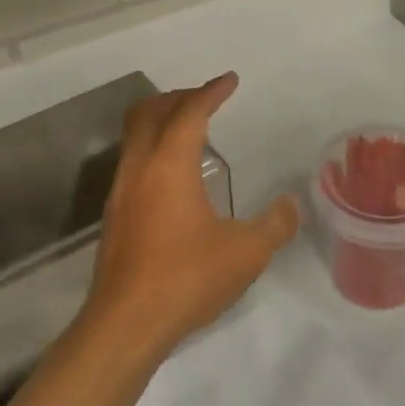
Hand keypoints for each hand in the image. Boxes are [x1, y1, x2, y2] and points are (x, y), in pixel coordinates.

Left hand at [83, 73, 298, 359]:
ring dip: (161, 122)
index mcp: (170, 165)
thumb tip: (290, 206)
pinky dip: (153, 149)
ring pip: (135, 136)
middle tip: (206, 99)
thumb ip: (275, 225)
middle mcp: (139, 168)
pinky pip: (132, 162)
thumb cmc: (187, 278)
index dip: (211, 91)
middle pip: (149, 112)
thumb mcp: (246, 253)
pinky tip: (174, 177)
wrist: (125, 325)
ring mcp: (120, 192)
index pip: (190, 112)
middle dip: (178, 97)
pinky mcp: (114, 216)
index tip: (230, 80)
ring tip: (191, 132)